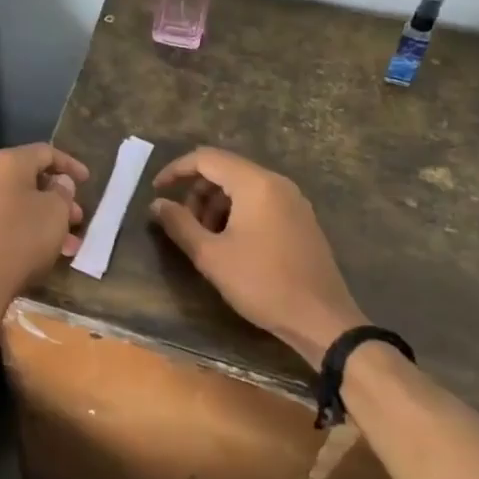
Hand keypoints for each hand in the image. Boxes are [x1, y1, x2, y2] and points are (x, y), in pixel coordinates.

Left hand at [0, 143, 88, 332]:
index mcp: (5, 164)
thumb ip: (62, 193)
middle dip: (54, 199)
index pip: (43, 152)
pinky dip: (15, 234)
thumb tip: (57, 182)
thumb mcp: (56, 214)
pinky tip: (30, 257)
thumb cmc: (20, 241)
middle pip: (24, 181)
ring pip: (9, 207)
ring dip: (37, 221)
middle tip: (76, 220)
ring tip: (62, 247)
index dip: (69, 164)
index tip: (86, 181)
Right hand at [150, 147, 361, 368]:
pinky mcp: (301, 219)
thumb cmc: (262, 283)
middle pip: (225, 170)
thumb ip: (179, 224)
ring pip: (243, 187)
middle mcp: (277, 183)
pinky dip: (237, 212)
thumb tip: (157, 204)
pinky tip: (230, 244)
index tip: (156, 190)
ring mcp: (293, 200)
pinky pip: (261, 201)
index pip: (206, 158)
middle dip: (197, 191)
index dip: (176, 170)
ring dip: (216, 204)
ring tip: (205, 238)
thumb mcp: (211, 255)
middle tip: (183, 223)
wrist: (322, 320)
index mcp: (255, 184)